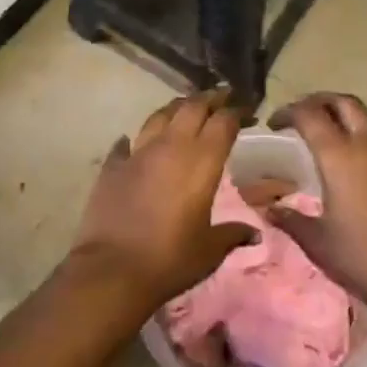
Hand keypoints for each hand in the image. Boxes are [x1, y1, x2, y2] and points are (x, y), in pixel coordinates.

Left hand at [71, 90, 255, 309]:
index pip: (224, 122)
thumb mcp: (209, 250)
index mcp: (201, 161)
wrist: (112, 270)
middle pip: (192, 107)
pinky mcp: (112, 166)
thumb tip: (254, 234)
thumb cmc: (170, 259)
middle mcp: (171, 147)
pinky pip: (126, 143)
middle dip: (210, 98)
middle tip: (222, 96)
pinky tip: (134, 142)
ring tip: (185, 108)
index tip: (248, 111)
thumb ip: (232, 235)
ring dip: (176, 108)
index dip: (238, 111)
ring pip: (159, 115)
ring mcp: (138, 153)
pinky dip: (135, 139)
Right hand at [269, 92, 366, 314]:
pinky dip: (363, 133)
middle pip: (343, 102)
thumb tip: (269, 209)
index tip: (274, 124)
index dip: (288, 112)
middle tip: (300, 116)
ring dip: (344, 113)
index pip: (309, 114)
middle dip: (319, 102)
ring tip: (328, 130)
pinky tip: (354, 156)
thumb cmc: (364, 257)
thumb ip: (292, 220)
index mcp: (340, 155)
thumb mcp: (319, 242)